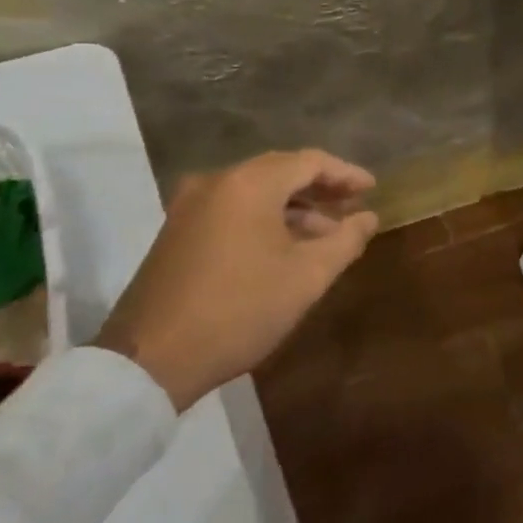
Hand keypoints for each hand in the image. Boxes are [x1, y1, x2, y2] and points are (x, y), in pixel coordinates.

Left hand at [94, 150, 378, 409]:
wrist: (150, 361)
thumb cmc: (240, 310)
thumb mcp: (307, 277)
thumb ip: (345, 240)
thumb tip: (368, 218)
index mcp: (250, 184)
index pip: (310, 161)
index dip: (346, 174)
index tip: (372, 190)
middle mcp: (217, 182)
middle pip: (281, 171)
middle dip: (320, 188)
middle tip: (353, 206)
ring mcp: (190, 206)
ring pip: (256, 191)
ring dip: (294, 206)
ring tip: (326, 233)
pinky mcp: (177, 231)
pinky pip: (233, 209)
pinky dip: (265, 218)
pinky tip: (285, 246)